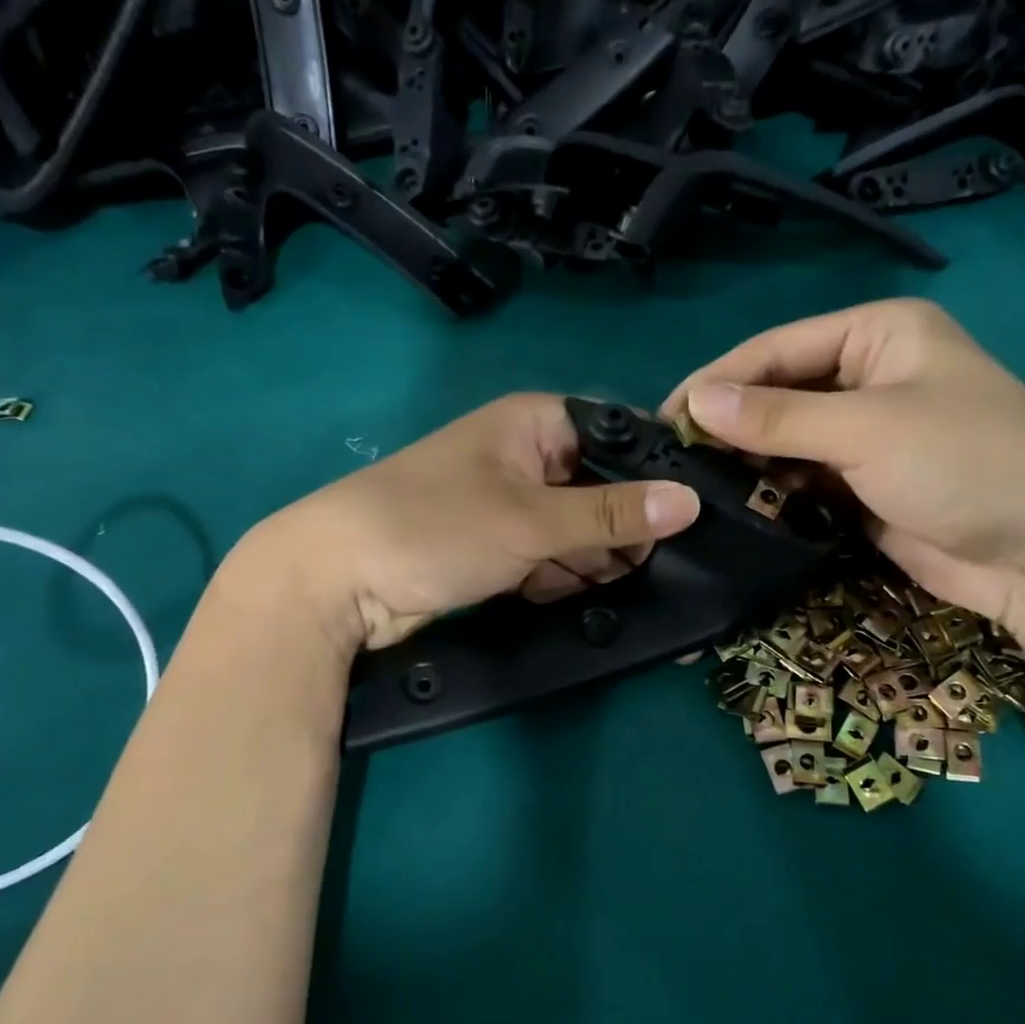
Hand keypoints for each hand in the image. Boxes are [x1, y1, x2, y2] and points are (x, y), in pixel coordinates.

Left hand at [233, 394, 701, 651]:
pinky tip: (584, 599)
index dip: (654, 476)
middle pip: (601, 490)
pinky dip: (564, 580)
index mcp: (535, 424)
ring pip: (577, 532)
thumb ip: (613, 514)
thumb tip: (690, 502)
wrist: (334, 584)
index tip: (690, 519)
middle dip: (625, 532)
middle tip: (663, 570)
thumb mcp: (533, 520)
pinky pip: (549, 560)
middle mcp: (526, 458)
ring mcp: (510, 507)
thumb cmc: (436, 527)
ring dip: (596, 562)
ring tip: (631, 591)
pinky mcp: (496, 550)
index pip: (617, 437)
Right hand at [662, 299, 1024, 626]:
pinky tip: (734, 506)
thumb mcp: (867, 429)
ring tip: (692, 485)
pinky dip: (772, 491)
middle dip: (729, 425)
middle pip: (778, 394)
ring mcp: (865, 434)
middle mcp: (867, 376)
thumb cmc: (967, 463)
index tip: (664, 417)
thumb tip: (694, 402)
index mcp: (877, 335)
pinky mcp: (862, 484)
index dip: (719, 380)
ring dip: (746, 462)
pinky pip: (802, 479)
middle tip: (671, 458)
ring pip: (785, 440)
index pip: (777, 350)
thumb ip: (777, 418)